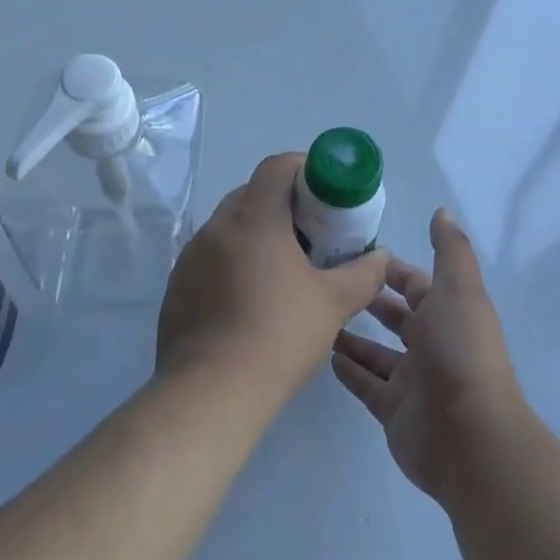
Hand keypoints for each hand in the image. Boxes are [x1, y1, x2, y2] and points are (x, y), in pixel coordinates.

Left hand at [158, 153, 392, 399]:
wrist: (211, 393)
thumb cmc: (279, 335)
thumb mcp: (334, 303)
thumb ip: (364, 273)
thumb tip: (382, 257)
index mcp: (253, 218)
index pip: (276, 167)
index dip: (304, 168)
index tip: (326, 192)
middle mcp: (216, 227)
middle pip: (252, 194)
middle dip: (284, 204)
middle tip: (312, 234)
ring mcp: (191, 257)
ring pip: (229, 227)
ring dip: (257, 234)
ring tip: (284, 269)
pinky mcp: (178, 286)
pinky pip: (211, 258)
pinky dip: (234, 262)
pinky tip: (251, 299)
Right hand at [331, 208, 524, 502]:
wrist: (469, 436)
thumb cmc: (460, 351)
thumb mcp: (458, 289)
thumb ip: (449, 250)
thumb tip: (442, 212)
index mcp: (447, 313)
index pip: (414, 284)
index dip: (389, 269)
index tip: (354, 252)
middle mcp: (431, 344)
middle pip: (395, 317)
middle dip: (368, 300)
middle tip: (326, 282)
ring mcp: (411, 381)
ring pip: (376, 352)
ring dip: (352, 336)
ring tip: (318, 317)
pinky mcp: (393, 411)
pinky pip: (366, 385)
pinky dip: (349, 371)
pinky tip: (323, 354)